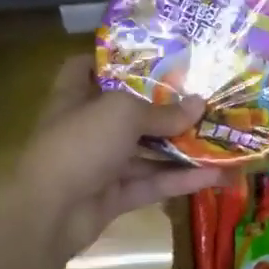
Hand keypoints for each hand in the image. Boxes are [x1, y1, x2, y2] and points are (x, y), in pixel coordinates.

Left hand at [18, 56, 230, 256]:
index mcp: (76, 97)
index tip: (148, 54)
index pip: (85, 67)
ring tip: (220, 138)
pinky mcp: (114, 196)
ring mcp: (100, 164)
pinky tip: (216, 175)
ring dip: (181, 147)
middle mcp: (88, 127)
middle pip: (128, 112)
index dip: (111, 58)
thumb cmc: (80, 144)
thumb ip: (162, 111)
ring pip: (146, 151)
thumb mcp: (123, 114)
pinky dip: (180, 180)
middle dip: (164, 107)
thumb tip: (200, 104)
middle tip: (203, 96)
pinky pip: (152, 183)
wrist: (48, 213)